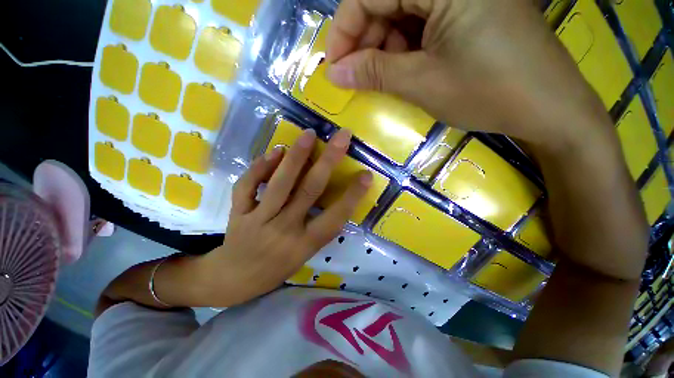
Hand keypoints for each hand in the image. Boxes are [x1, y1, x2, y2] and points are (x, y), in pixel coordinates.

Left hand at [200, 129, 371, 305]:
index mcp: (304, 244)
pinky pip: (247, 186)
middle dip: (328, 161)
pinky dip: (260, 167)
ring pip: (280, 184)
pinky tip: (274, 152)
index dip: (352, 196)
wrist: (234, 279)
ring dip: (296, 157)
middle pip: (309, 191)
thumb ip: (319, 228)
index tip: (366, 175)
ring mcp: (258, 221)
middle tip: (341, 137)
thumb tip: (331, 196)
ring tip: (309, 135)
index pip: (334, 218)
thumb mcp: (305, 254)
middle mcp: (284, 230)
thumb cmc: (277, 268)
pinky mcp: (237, 213)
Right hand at [325, 0, 612, 150]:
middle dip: (364, 42)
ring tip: (381, 78)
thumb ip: (374, 73)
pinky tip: (403, 69)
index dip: (344, 31)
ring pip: (401, 14)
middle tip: (355, 77)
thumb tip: (335, 74)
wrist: (547, 107)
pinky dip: (404, 47)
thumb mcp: (422, 83)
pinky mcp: (468, 11)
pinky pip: (422, 23)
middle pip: (385, 1)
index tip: (334, 67)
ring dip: (383, 47)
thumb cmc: (488, 93)